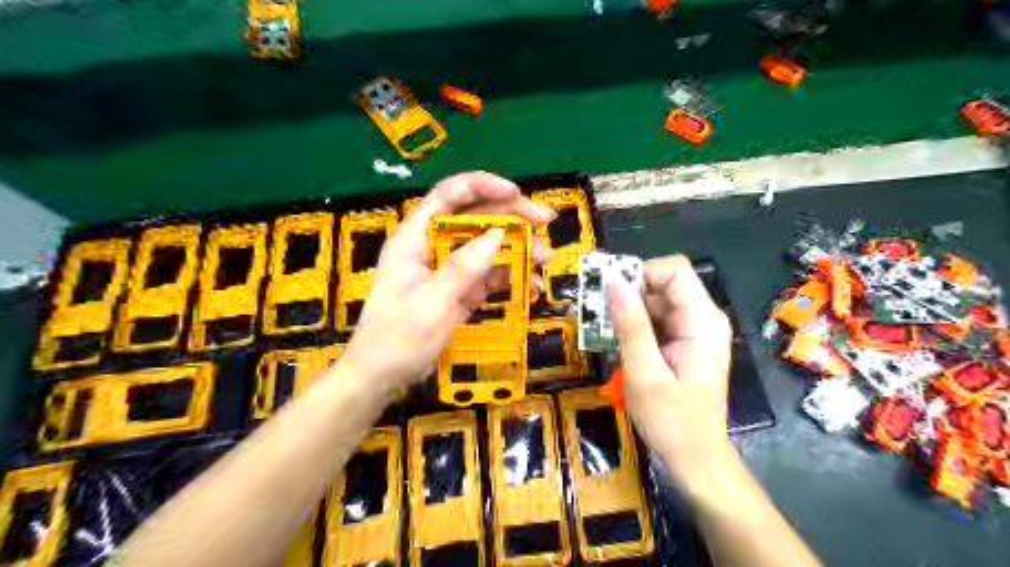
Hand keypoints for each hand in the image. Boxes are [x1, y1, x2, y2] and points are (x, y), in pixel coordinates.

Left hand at [343, 170, 556, 394]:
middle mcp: (433, 247)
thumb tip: (498, 234)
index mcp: (415, 239)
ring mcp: (448, 269)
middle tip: (545, 223)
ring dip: (518, 249)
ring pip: (487, 246)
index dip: (482, 186)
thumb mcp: (430, 303)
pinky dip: (511, 277)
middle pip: (474, 217)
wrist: (382, 378)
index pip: (448, 196)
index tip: (515, 193)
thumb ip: (463, 268)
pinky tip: (531, 286)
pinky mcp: (459, 291)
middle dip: (511, 216)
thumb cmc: (396, 339)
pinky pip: (489, 276)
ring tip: (544, 261)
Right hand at [603, 255, 738, 489]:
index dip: (640, 273)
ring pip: (655, 300)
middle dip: (628, 291)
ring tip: (600, 327)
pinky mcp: (682, 343)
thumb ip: (630, 325)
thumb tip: (612, 281)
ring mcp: (692, 330)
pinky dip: (632, 324)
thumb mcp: (645, 373)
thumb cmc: (672, 422)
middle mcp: (701, 318)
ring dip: (626, 309)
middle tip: (596, 311)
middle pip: (663, 283)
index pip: (674, 271)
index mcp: (702, 321)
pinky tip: (614, 340)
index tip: (609, 290)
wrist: (694, 460)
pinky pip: (654, 319)